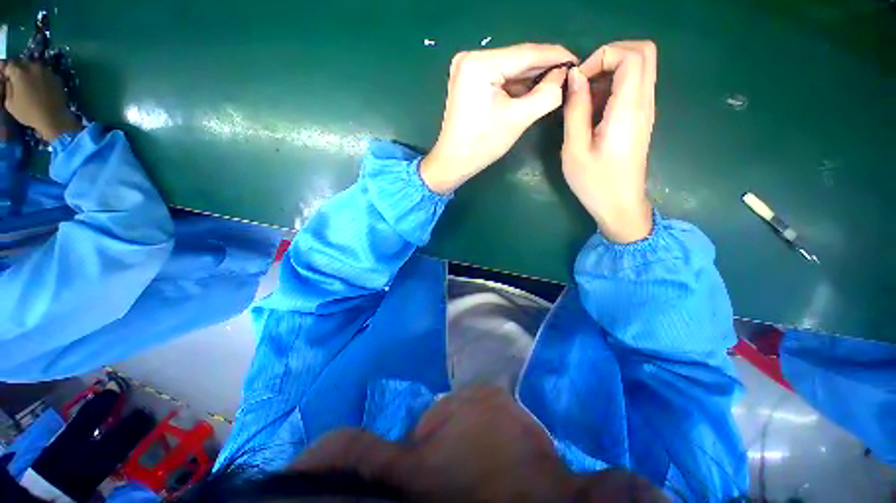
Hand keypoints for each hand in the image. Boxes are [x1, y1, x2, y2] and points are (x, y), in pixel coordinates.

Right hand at [1, 60, 81, 141]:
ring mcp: (47, 71)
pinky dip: (42, 77)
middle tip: (17, 78)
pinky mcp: (56, 77)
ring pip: (35, 67)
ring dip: (31, 72)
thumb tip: (8, 81)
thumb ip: (7, 88)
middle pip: (23, 63)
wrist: (53, 118)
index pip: (9, 65)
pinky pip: (46, 74)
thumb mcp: (10, 103)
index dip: (6, 70)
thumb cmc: (29, 112)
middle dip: (19, 69)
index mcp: (19, 72)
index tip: (5, 76)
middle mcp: (33, 67)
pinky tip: (41, 87)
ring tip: (30, 82)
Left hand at [421, 43, 577, 193]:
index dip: (555, 56)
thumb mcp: (518, 119)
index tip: (577, 60)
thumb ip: (546, 94)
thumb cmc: (482, 144)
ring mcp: (467, 69)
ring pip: (509, 69)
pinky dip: (516, 85)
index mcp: (479, 63)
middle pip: (517, 60)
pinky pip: (499, 78)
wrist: (453, 162)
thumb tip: (564, 75)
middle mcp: (471, 58)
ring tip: (556, 82)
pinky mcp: (468, 81)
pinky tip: (533, 89)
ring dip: (531, 77)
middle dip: (543, 68)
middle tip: (569, 74)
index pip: (526, 54)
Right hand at [562, 41, 656, 242]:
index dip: (603, 56)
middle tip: (584, 79)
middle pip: (643, 52)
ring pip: (640, 67)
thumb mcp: (574, 149)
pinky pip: (635, 86)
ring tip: (584, 97)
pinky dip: (614, 86)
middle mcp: (644, 103)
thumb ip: (576, 110)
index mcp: (628, 109)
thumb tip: (575, 77)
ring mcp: (646, 110)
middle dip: (610, 55)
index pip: (632, 55)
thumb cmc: (595, 183)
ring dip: (611, 71)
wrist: (620, 206)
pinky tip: (594, 109)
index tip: (579, 80)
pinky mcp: (640, 119)